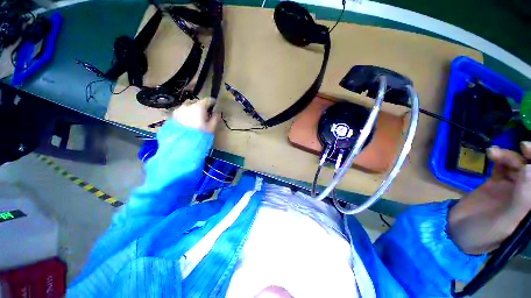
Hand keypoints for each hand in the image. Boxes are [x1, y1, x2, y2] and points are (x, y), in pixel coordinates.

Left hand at [172, 98, 219, 132]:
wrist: (182, 145)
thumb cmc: (200, 136)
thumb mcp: (211, 128)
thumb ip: (215, 118)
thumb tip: (217, 113)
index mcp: (198, 107)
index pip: (207, 100)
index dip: (212, 102)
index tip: (214, 104)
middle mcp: (187, 106)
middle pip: (195, 102)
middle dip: (200, 106)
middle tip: (204, 113)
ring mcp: (178, 111)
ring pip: (187, 106)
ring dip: (191, 109)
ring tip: (194, 117)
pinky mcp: (172, 117)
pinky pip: (180, 112)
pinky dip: (185, 114)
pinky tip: (187, 122)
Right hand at [448, 142, 530, 254]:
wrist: (456, 230)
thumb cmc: (484, 234)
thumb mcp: (504, 222)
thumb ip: (521, 199)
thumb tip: (529, 168)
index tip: (530, 153)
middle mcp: (525, 195)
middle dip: (530, 156)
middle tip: (522, 146)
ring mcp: (510, 188)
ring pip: (518, 165)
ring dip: (510, 156)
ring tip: (494, 153)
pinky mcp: (494, 183)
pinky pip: (502, 167)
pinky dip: (499, 158)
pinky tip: (491, 154)